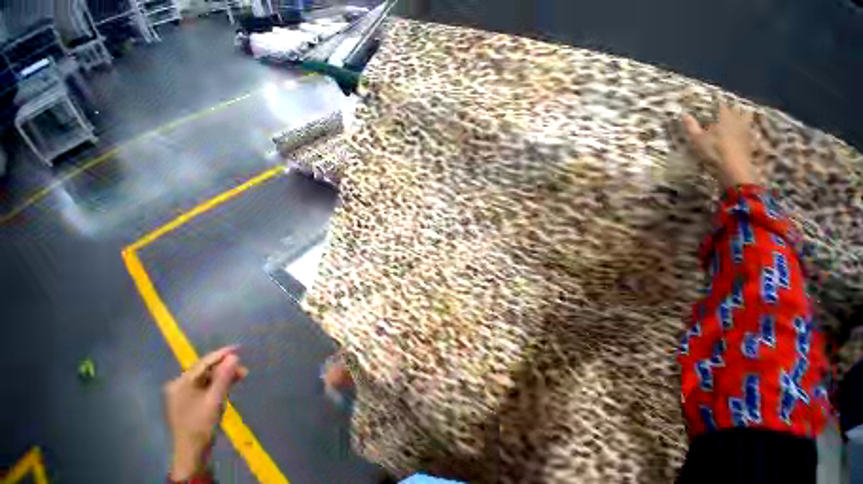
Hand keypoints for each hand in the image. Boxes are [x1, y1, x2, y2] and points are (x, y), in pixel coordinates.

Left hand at [163, 346, 247, 480]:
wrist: (192, 452)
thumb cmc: (202, 425)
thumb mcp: (215, 400)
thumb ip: (224, 377)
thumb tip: (234, 356)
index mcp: (181, 383)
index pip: (204, 363)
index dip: (222, 354)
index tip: (240, 347)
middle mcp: (178, 385)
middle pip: (205, 369)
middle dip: (225, 367)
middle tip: (243, 371)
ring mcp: (181, 393)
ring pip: (205, 377)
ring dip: (223, 376)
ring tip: (240, 377)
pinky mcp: (186, 400)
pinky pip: (203, 385)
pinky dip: (217, 383)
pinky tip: (228, 385)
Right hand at [682, 104, 758, 188]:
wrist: (733, 166)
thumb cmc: (713, 150)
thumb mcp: (697, 138)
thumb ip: (691, 126)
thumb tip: (683, 114)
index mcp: (724, 116)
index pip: (720, 104)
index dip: (716, 103)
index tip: (712, 103)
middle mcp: (737, 118)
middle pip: (736, 109)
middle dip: (731, 108)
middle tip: (724, 111)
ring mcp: (746, 128)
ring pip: (746, 116)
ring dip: (742, 116)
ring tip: (736, 119)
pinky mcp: (750, 138)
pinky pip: (749, 128)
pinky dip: (746, 127)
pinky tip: (742, 131)